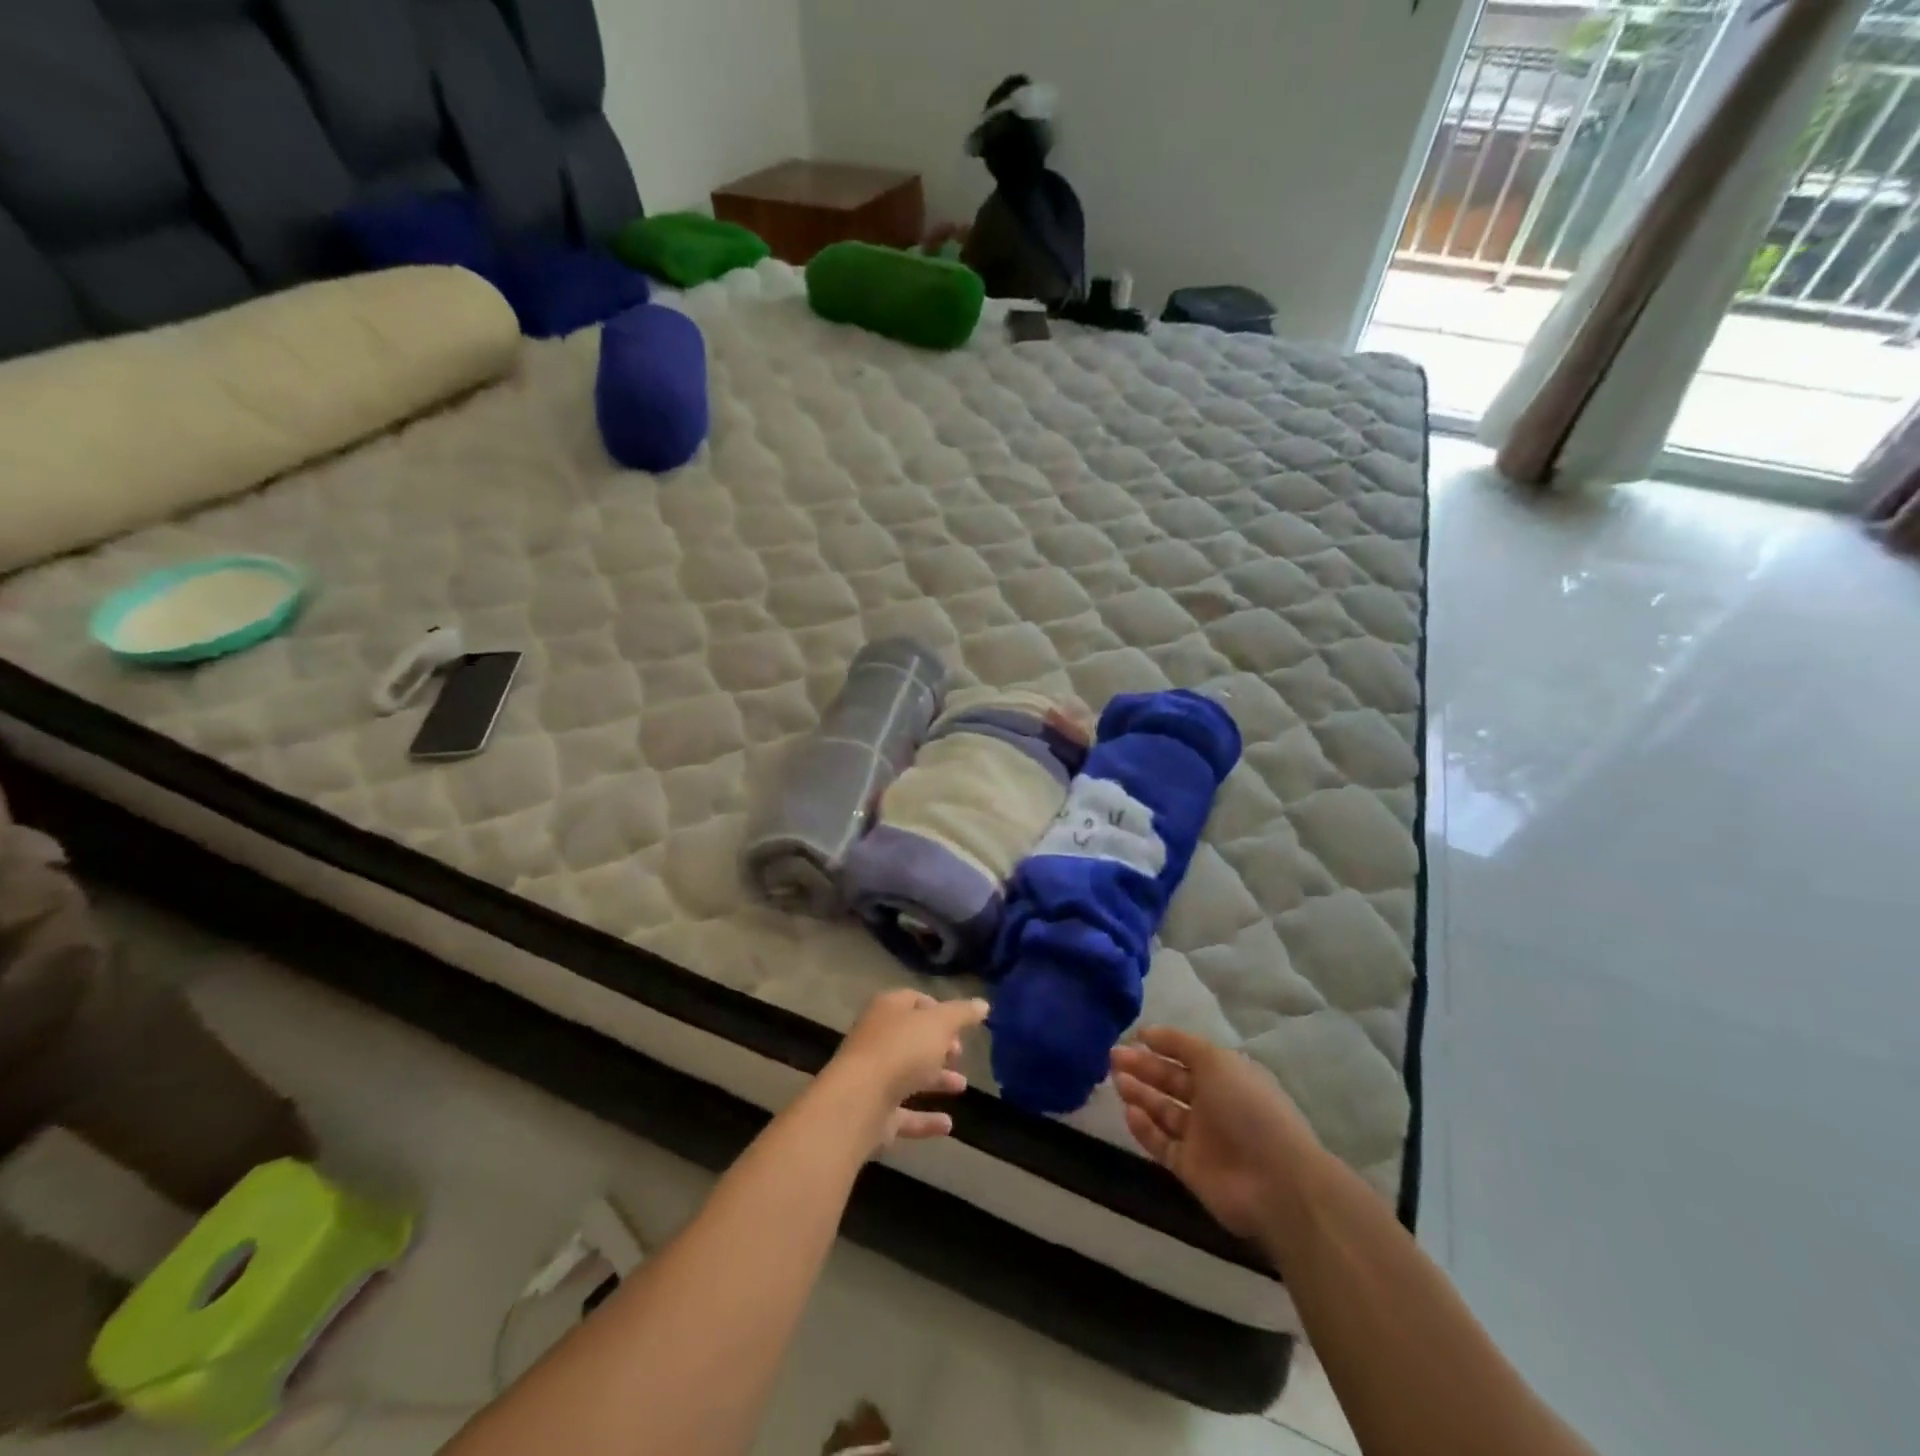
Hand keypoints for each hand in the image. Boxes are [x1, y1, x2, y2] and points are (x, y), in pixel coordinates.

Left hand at [823, 989, 988, 1147]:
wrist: (859, 1101)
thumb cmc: (901, 1050)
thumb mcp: (939, 1023)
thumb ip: (962, 1014)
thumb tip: (983, 1004)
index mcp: (888, 1009)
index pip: (914, 1000)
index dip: (938, 1009)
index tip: (960, 1024)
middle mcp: (877, 1038)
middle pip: (911, 1038)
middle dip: (937, 1045)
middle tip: (959, 1053)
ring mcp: (873, 1076)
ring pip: (908, 1074)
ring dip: (935, 1080)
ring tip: (962, 1086)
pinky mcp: (874, 1112)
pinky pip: (905, 1113)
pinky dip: (925, 1118)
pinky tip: (948, 1125)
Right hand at [1111, 1027, 1322, 1239]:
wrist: (1275, 1182)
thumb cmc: (1248, 1109)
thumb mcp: (1217, 1061)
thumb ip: (1181, 1044)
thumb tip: (1149, 1033)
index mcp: (1225, 1076)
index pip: (1188, 1055)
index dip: (1163, 1045)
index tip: (1135, 1036)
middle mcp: (1213, 1103)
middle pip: (1171, 1081)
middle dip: (1143, 1067)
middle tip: (1113, 1057)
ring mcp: (1201, 1137)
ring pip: (1163, 1110)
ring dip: (1140, 1094)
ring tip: (1116, 1080)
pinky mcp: (1189, 1167)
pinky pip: (1161, 1143)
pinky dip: (1144, 1128)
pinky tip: (1129, 1112)